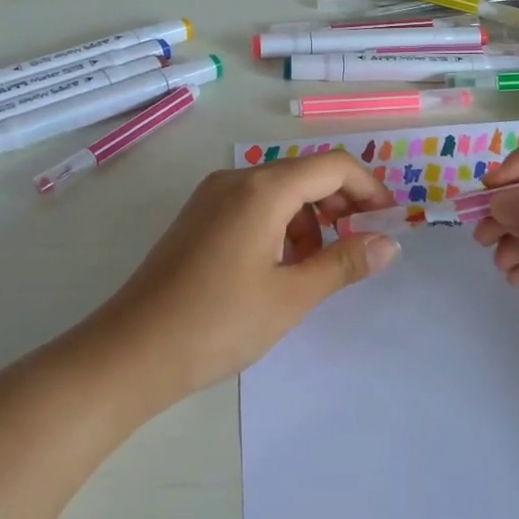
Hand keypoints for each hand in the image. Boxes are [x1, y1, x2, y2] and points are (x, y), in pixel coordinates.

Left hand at [94, 151, 399, 405]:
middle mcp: (236, 179)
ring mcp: (211, 196)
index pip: (332, 166)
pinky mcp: (197, 217)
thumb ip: (343, 263)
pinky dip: (278, 225)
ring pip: (278, 190)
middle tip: (356, 246)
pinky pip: (252, 205)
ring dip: (308, 219)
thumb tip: (388, 242)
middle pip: (304, 174)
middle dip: (339, 204)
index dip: (368, 188)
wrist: (130, 352)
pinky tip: (276, 268)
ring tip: (312, 268)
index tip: (387, 221)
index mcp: (262, 189)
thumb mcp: (291, 297)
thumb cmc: (217, 323)